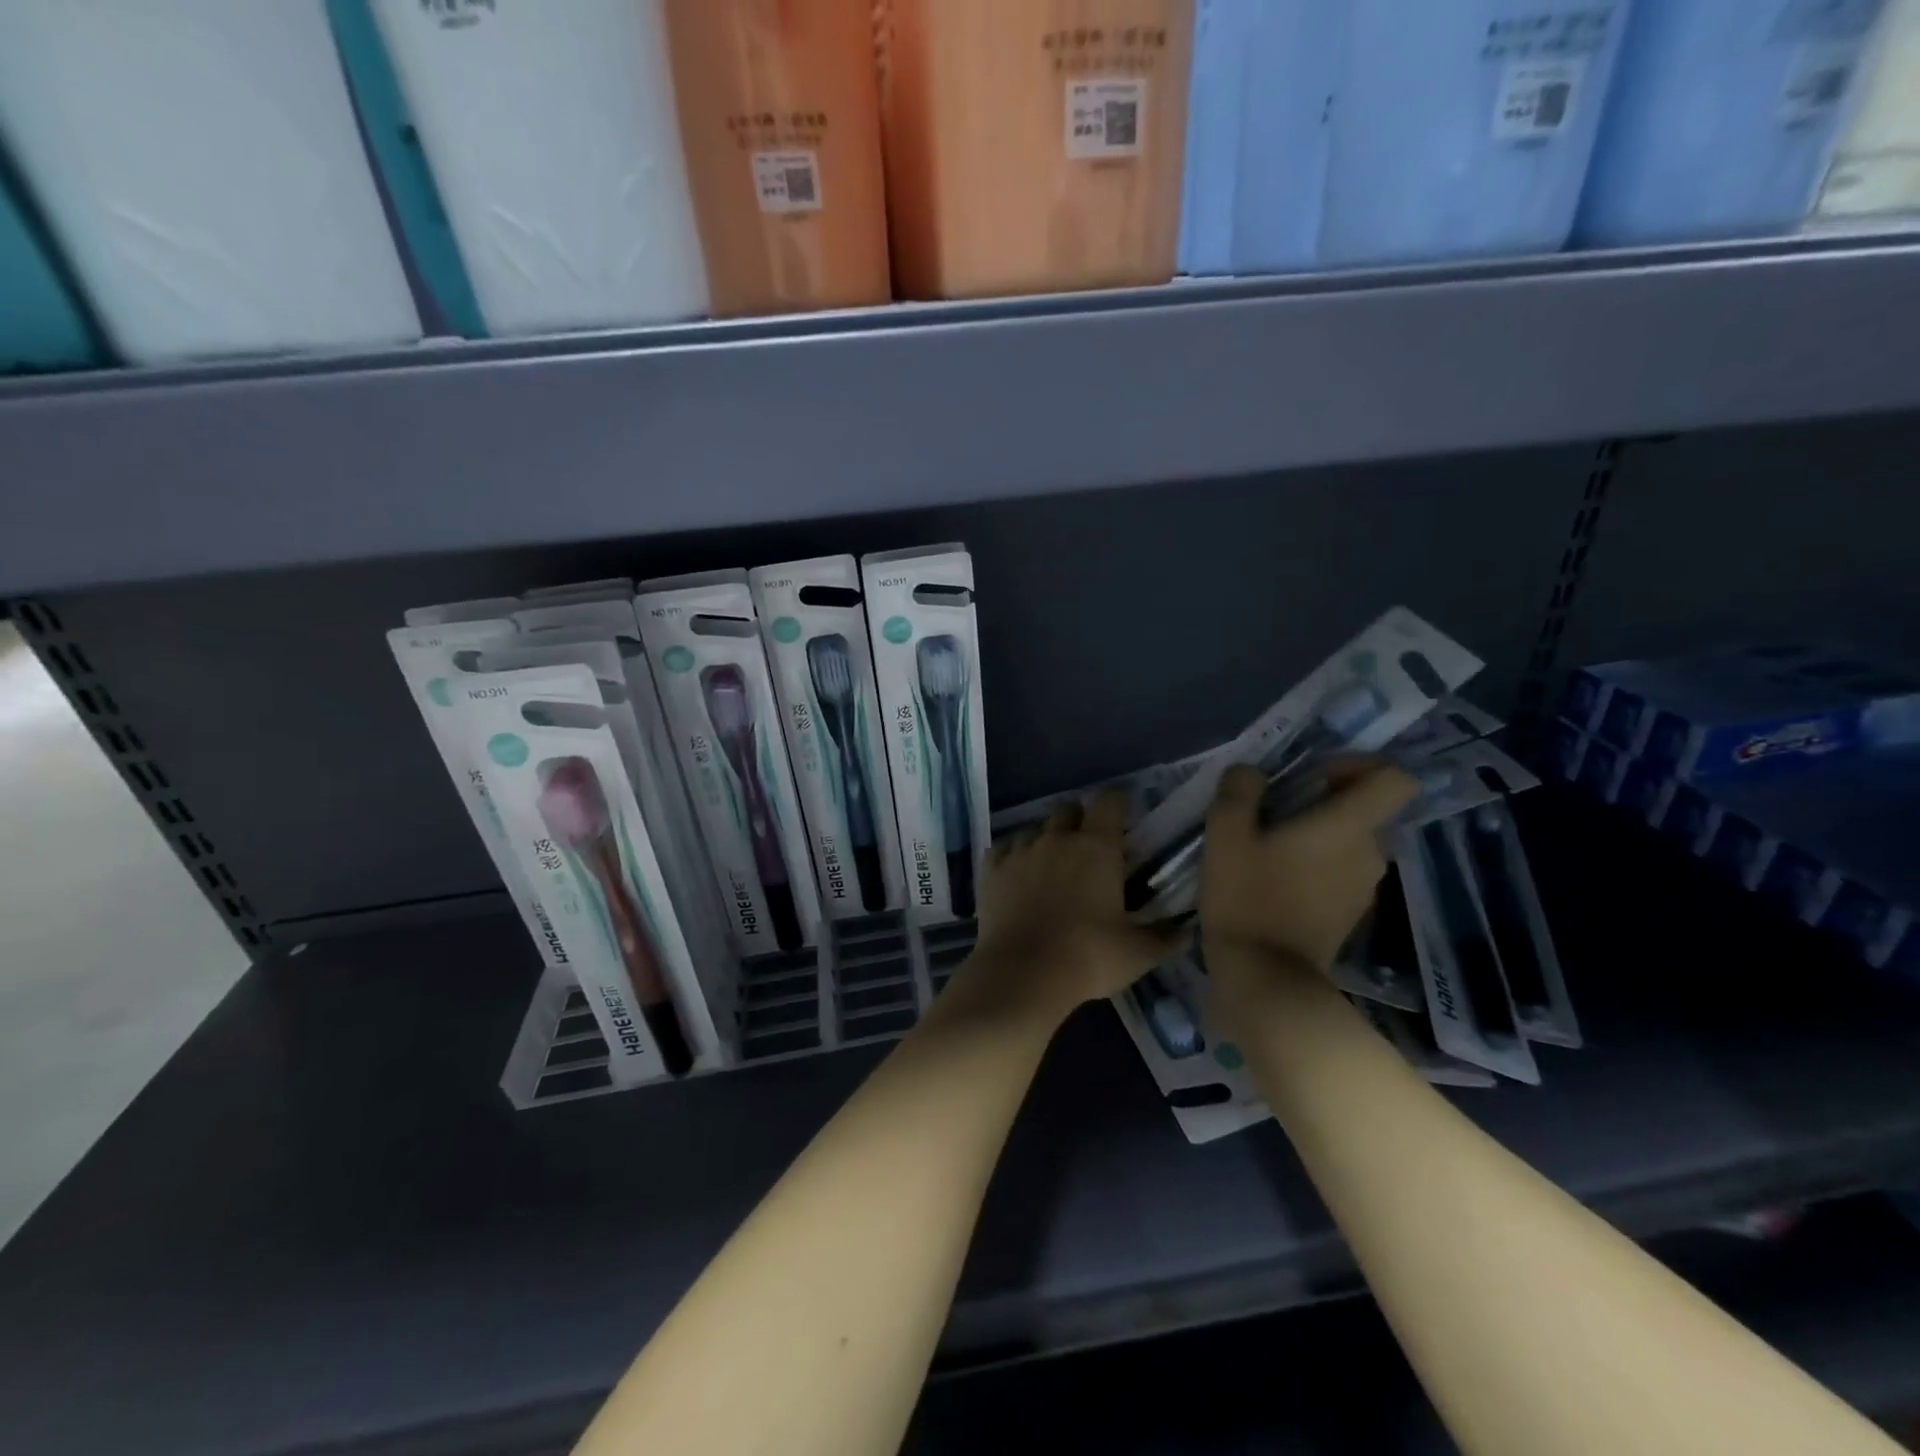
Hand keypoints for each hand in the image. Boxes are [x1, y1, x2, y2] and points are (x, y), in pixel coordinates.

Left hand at [965, 791, 1182, 1022]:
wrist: (1022, 974)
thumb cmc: (1088, 957)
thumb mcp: (1137, 953)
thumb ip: (1163, 938)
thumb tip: (1184, 932)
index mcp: (1097, 847)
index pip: (1110, 801)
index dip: (1118, 801)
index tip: (1125, 812)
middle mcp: (1057, 838)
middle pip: (1068, 809)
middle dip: (1080, 819)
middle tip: (1089, 845)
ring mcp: (1020, 850)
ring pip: (1034, 828)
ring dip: (1046, 839)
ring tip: (1052, 865)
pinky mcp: (991, 869)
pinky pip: (1003, 849)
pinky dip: (1013, 856)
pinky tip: (1018, 874)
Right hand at [1200, 758, 1418, 976]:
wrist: (1266, 979)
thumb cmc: (1248, 898)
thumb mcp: (1226, 834)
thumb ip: (1240, 791)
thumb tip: (1251, 772)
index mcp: (1349, 826)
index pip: (1394, 778)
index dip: (1359, 764)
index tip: (1314, 774)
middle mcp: (1370, 853)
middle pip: (1365, 809)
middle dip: (1324, 800)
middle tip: (1273, 811)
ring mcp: (1364, 888)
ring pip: (1350, 842)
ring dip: (1317, 835)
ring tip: (1267, 846)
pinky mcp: (1351, 914)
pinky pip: (1341, 871)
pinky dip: (1316, 865)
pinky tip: (1274, 879)